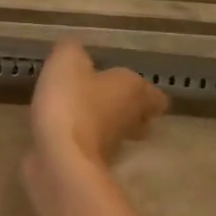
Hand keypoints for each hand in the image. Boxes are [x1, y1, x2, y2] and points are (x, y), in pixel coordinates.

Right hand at [25, 40, 167, 198]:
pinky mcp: (91, 165)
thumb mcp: (66, 62)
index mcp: (133, 90)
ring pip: (116, 134)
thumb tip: (74, 50)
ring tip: (77, 114)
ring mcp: (113, 147)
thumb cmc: (71, 103)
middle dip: (125, 110)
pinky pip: (90, 148)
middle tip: (103, 100)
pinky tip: (60, 132)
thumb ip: (72, 51)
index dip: (144, 92)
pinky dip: (80, 141)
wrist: (61, 158)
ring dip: (102, 126)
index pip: (155, 95)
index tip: (126, 87)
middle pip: (139, 117)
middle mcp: (130, 119)